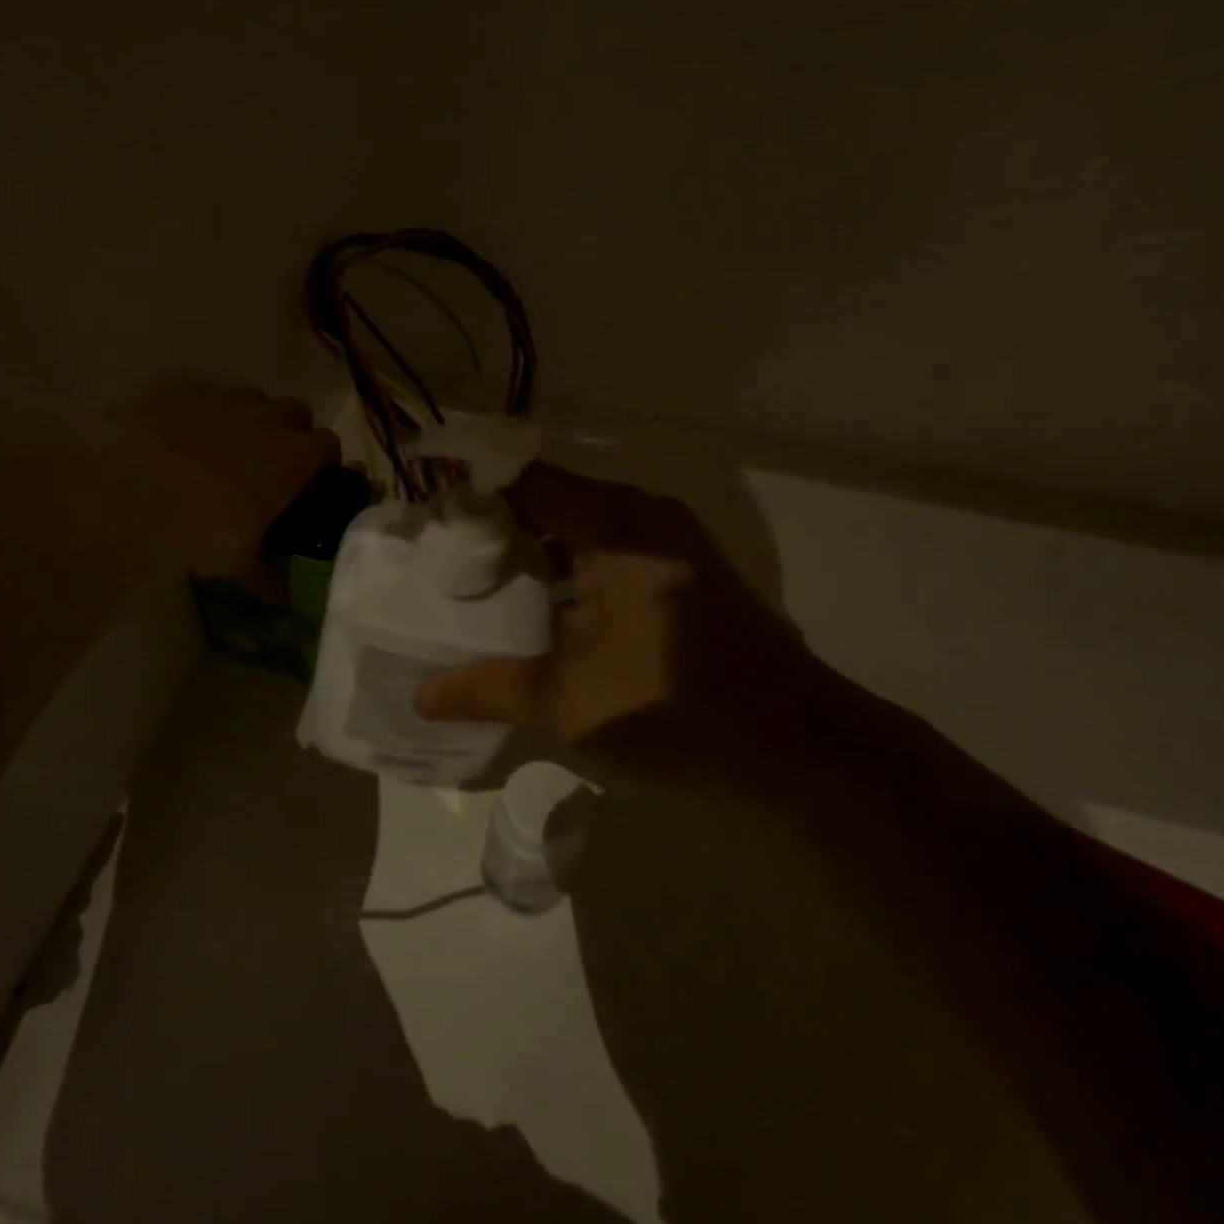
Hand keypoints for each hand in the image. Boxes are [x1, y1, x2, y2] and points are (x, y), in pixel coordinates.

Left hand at [119, 385, 340, 578]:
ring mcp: (224, 399)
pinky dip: (208, 413)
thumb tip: (285, 598)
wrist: (125, 491)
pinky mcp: (183, 391)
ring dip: (252, 418)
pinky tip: (186, 438)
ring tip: (229, 448)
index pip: (330, 445)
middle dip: (292, 431)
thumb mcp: (239, 563)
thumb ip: (269, 576)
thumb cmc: (199, 529)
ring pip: (254, 398)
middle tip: (273, 463)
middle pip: (298, 412)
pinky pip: (209, 395)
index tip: (313, 481)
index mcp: (294, 458)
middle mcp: (267, 419)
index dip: (325, 462)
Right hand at [414, 462, 814, 745]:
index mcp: (611, 523)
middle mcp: (644, 515)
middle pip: (551, 501)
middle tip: (447, 563)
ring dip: (538, 553)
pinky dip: (574, 571)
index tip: (430, 523)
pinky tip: (548, 613)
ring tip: (485, 588)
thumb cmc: (672, 702)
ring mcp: (673, 542)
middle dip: (498, 529)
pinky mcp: (689, 573)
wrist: (802, 744)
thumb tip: (421, 695)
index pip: (522, 479)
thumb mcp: (566, 699)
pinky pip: (614, 552)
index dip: (472, 493)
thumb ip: (487, 687)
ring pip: (584, 529)